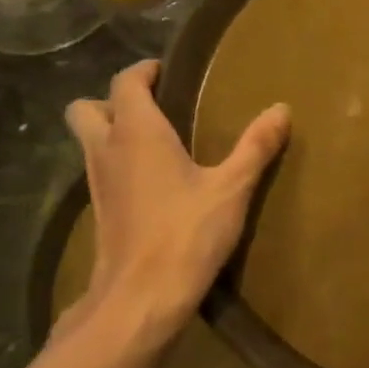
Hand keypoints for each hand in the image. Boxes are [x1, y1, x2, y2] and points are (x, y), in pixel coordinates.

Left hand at [62, 61, 289, 345]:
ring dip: (112, 132)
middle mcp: (107, 150)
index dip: (142, 72)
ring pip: (89, 141)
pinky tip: (152, 183)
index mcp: (137, 133)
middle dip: (113, 100)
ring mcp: (97, 183)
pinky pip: (100, 171)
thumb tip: (281, 109)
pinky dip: (117, 164)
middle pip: (87, 109)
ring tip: (156, 142)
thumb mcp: (232, 188)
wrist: (142, 296)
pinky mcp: (99, 212)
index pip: (125, 83)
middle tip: (151, 107)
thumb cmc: (187, 233)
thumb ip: (255, 146)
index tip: (165, 71)